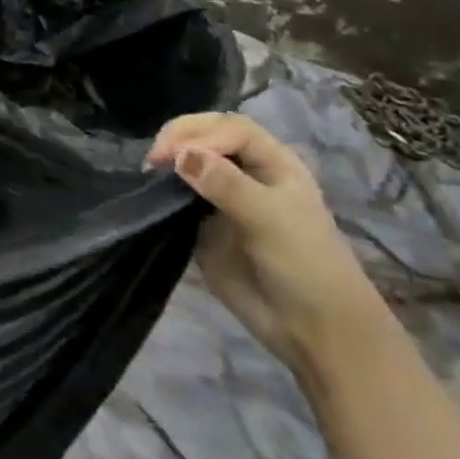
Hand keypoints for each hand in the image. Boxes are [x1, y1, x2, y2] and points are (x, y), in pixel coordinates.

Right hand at [147, 112, 387, 375]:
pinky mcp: (202, 225)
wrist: (313, 330)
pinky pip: (177, 197)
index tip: (172, 155)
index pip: (230, 128)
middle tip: (153, 160)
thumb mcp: (271, 219)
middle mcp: (246, 173)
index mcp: (273, 162)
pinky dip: (161, 190)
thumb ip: (226, 184)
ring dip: (167, 161)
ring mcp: (222, 198)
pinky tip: (149, 192)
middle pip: (205, 137)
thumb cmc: (305, 265)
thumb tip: (179, 156)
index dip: (200, 133)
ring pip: (188, 164)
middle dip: (178, 139)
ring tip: (147, 174)